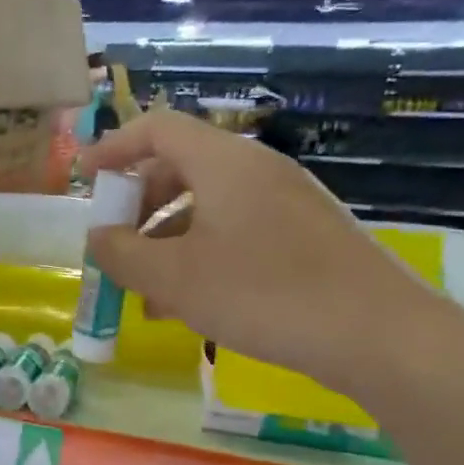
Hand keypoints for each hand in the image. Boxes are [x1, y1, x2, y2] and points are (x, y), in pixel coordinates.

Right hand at [80, 111, 443, 394]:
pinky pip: (234, 232)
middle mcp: (256, 171)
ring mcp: (285, 204)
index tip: (84, 177)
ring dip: (165, 241)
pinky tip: (186, 305)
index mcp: (224, 163)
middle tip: (114, 245)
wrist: (379, 336)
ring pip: (205, 207)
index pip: (157, 128)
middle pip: (180, 167)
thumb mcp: (174, 278)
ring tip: (144, 292)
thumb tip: (98, 238)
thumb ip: (122, 253)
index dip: (114, 146)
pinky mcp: (303, 238)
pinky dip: (199, 257)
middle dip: (137, 206)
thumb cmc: (263, 294)